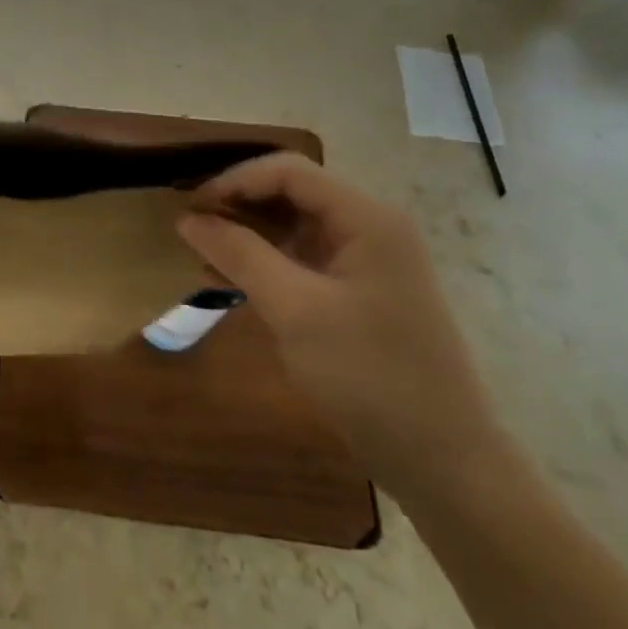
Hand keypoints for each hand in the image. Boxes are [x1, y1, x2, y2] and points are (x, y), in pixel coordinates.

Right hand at [178, 153, 509, 498]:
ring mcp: (365, 261)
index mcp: (365, 218)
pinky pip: (302, 260)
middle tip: (190, 231)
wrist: (440, 457)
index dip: (234, 180)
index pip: (288, 171)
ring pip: (293, 227)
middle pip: (291, 193)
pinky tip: (229, 282)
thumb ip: (239, 255)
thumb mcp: (295, 310)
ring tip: (202, 257)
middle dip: (238, 205)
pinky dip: (265, 264)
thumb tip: (188, 219)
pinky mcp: (357, 292)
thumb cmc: (368, 374)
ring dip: (247, 235)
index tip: (190, 209)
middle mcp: (369, 227)